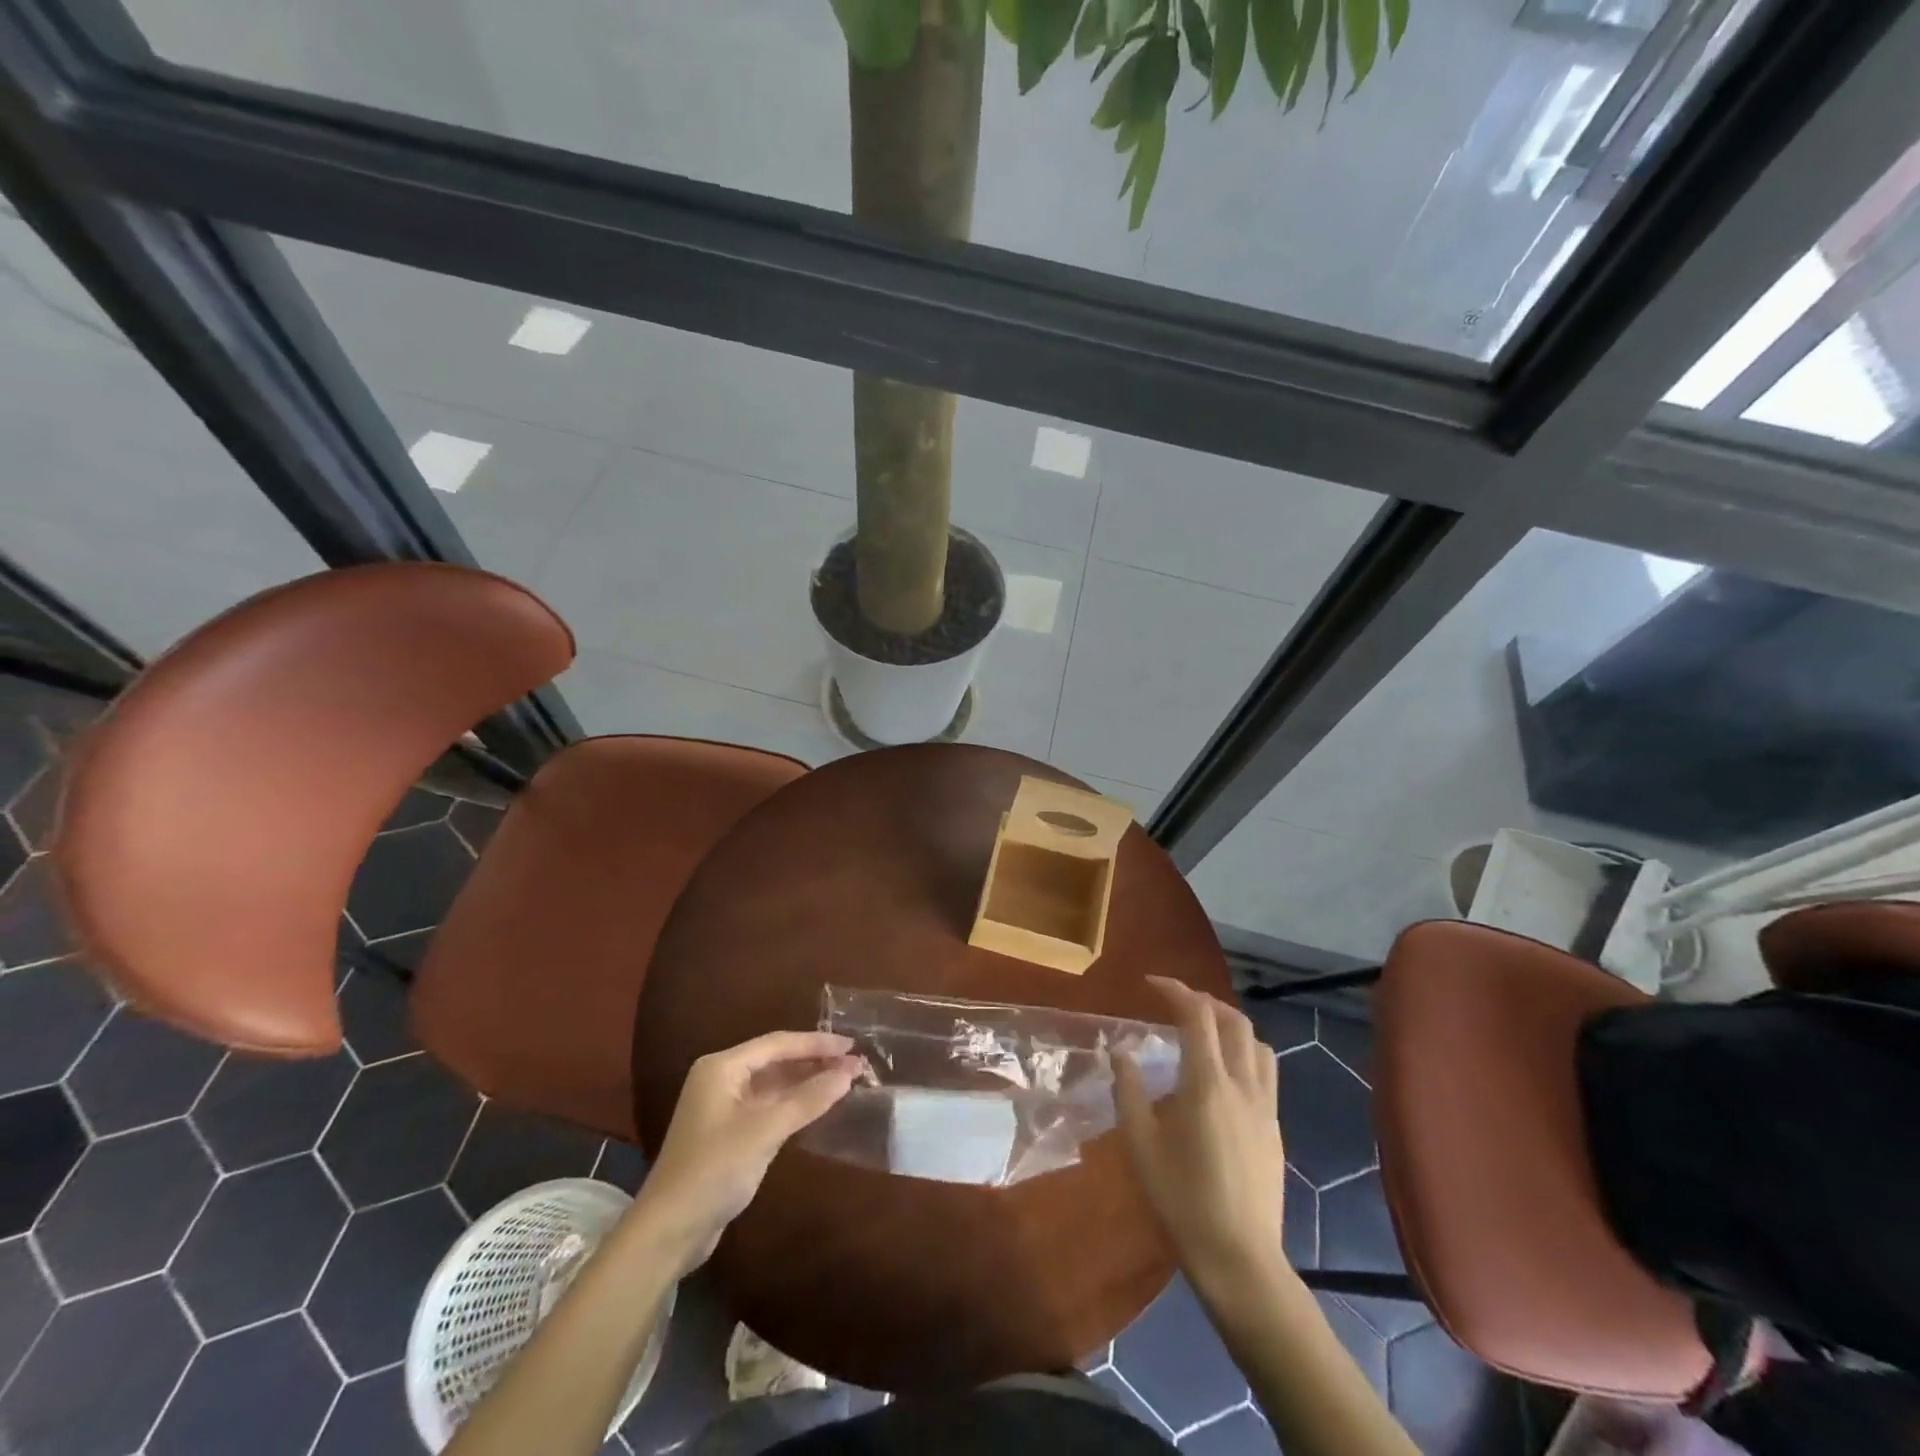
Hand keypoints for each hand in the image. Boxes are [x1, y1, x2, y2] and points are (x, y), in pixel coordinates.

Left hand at [633, 1031, 860, 1273]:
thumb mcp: (765, 1131)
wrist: (669, 1231)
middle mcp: (722, 1079)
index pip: (778, 1043)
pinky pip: (769, 1106)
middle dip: (815, 1061)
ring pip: (774, 1084)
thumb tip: (848, 1073)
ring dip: (807, 1082)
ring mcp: (725, 1107)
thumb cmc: (714, 1170)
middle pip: (776, 1060)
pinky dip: (795, 1104)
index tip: (852, 1046)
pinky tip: (819, 1105)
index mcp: (722, 1067)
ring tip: (845, 1081)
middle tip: (855, 1063)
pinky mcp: (730, 1133)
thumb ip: (808, 1100)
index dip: (817, 1043)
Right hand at [1113, 976, 1288, 1297]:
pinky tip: (1222, 1074)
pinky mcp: (1275, 1127)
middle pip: (1233, 1020)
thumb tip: (1121, 1052)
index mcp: (1207, 1084)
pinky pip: (1265, 1070)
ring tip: (1203, 1031)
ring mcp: (1265, 1106)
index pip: (1197, 1016)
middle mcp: (1243, 1085)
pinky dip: (1244, 1052)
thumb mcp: (1140, 1145)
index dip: (1175, 990)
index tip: (1150, 983)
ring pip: (1256, 1043)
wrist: (1240, 1259)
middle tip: (1174, 1002)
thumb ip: (1128, 1091)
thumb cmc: (1182, 1200)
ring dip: (1229, 1024)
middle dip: (1203, 1001)